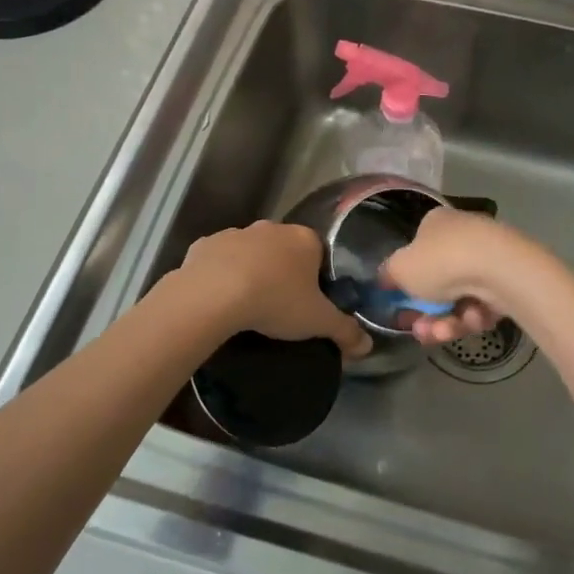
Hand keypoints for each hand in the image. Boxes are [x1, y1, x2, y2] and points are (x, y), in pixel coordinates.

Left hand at [176, 222, 372, 357]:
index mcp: (304, 239)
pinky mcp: (205, 244)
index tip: (309, 300)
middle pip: (283, 249)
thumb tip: (368, 345)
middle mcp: (272, 228)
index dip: (316, 276)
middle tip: (280, 304)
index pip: (318, 252)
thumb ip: (345, 331)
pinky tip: (218, 298)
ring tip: (247, 304)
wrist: (214, 295)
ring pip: (250, 251)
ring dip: (251, 270)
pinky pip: (218, 259)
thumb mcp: (317, 322)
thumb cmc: (276, 301)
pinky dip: (220, 273)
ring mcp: (236, 233)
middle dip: (283, 270)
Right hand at [381, 208, 518, 345]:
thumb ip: (389, 274)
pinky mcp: (509, 281)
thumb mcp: (400, 268)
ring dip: (446, 321)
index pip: (417, 251)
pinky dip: (474, 316)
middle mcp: (462, 236)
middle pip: (438, 282)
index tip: (399, 305)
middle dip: (426, 313)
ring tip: (442, 334)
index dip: (407, 281)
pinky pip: (483, 305)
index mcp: (436, 223)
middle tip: (419, 330)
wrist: (499, 269)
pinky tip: (472, 319)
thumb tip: (385, 277)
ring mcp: (488, 259)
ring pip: (459, 299)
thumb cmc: (441, 261)